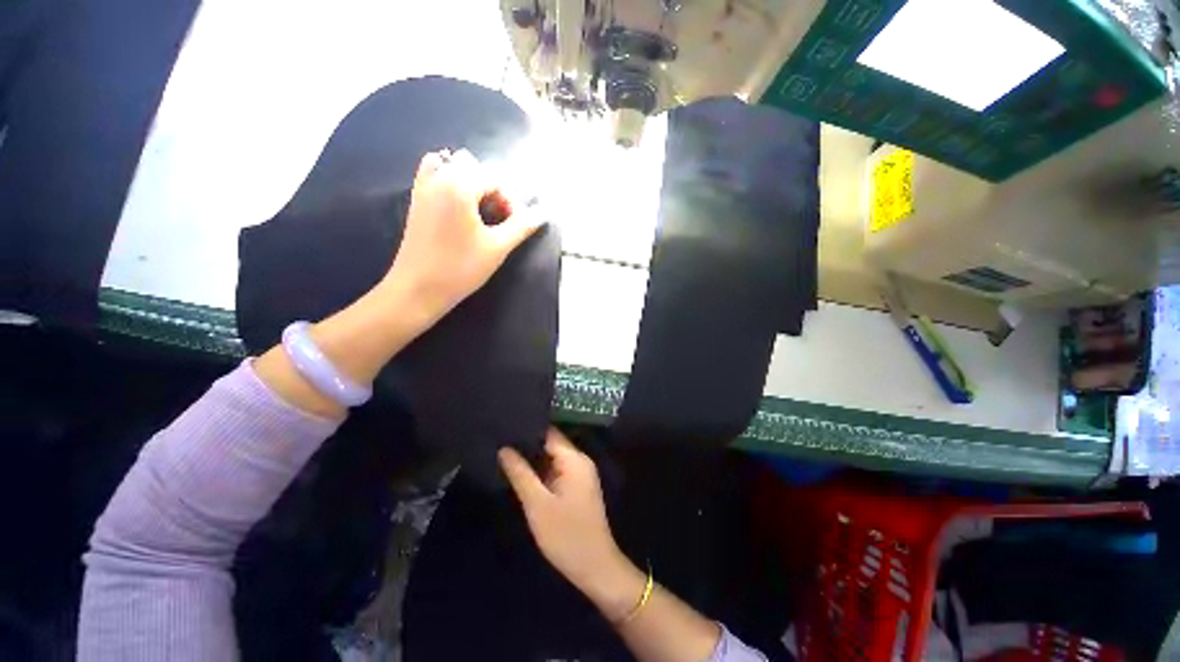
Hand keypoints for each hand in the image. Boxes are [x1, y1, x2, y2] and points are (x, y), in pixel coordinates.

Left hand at [380, 149, 545, 327]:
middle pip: (475, 169)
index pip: (495, 180)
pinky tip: (458, 204)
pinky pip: (433, 173)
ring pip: (452, 166)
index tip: (515, 227)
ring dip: (471, 183)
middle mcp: (439, 178)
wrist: (418, 289)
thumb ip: (521, 226)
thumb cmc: (460, 268)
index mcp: (459, 186)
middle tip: (499, 220)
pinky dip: (448, 180)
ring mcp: (423, 187)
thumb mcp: (497, 248)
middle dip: (492, 191)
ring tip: (479, 210)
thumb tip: (543, 213)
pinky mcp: (416, 199)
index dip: (511, 202)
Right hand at [499, 429, 632, 599]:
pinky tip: (522, 473)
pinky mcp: (577, 487)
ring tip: (505, 454)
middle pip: (551, 444)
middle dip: (527, 444)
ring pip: (552, 458)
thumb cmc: (566, 535)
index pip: (549, 433)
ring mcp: (580, 474)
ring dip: (533, 458)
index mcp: (574, 459)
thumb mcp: (538, 505)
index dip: (527, 430)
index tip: (504, 429)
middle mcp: (580, 461)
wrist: (595, 567)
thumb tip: (504, 448)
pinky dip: (541, 470)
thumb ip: (520, 474)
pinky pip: (556, 470)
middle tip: (499, 442)